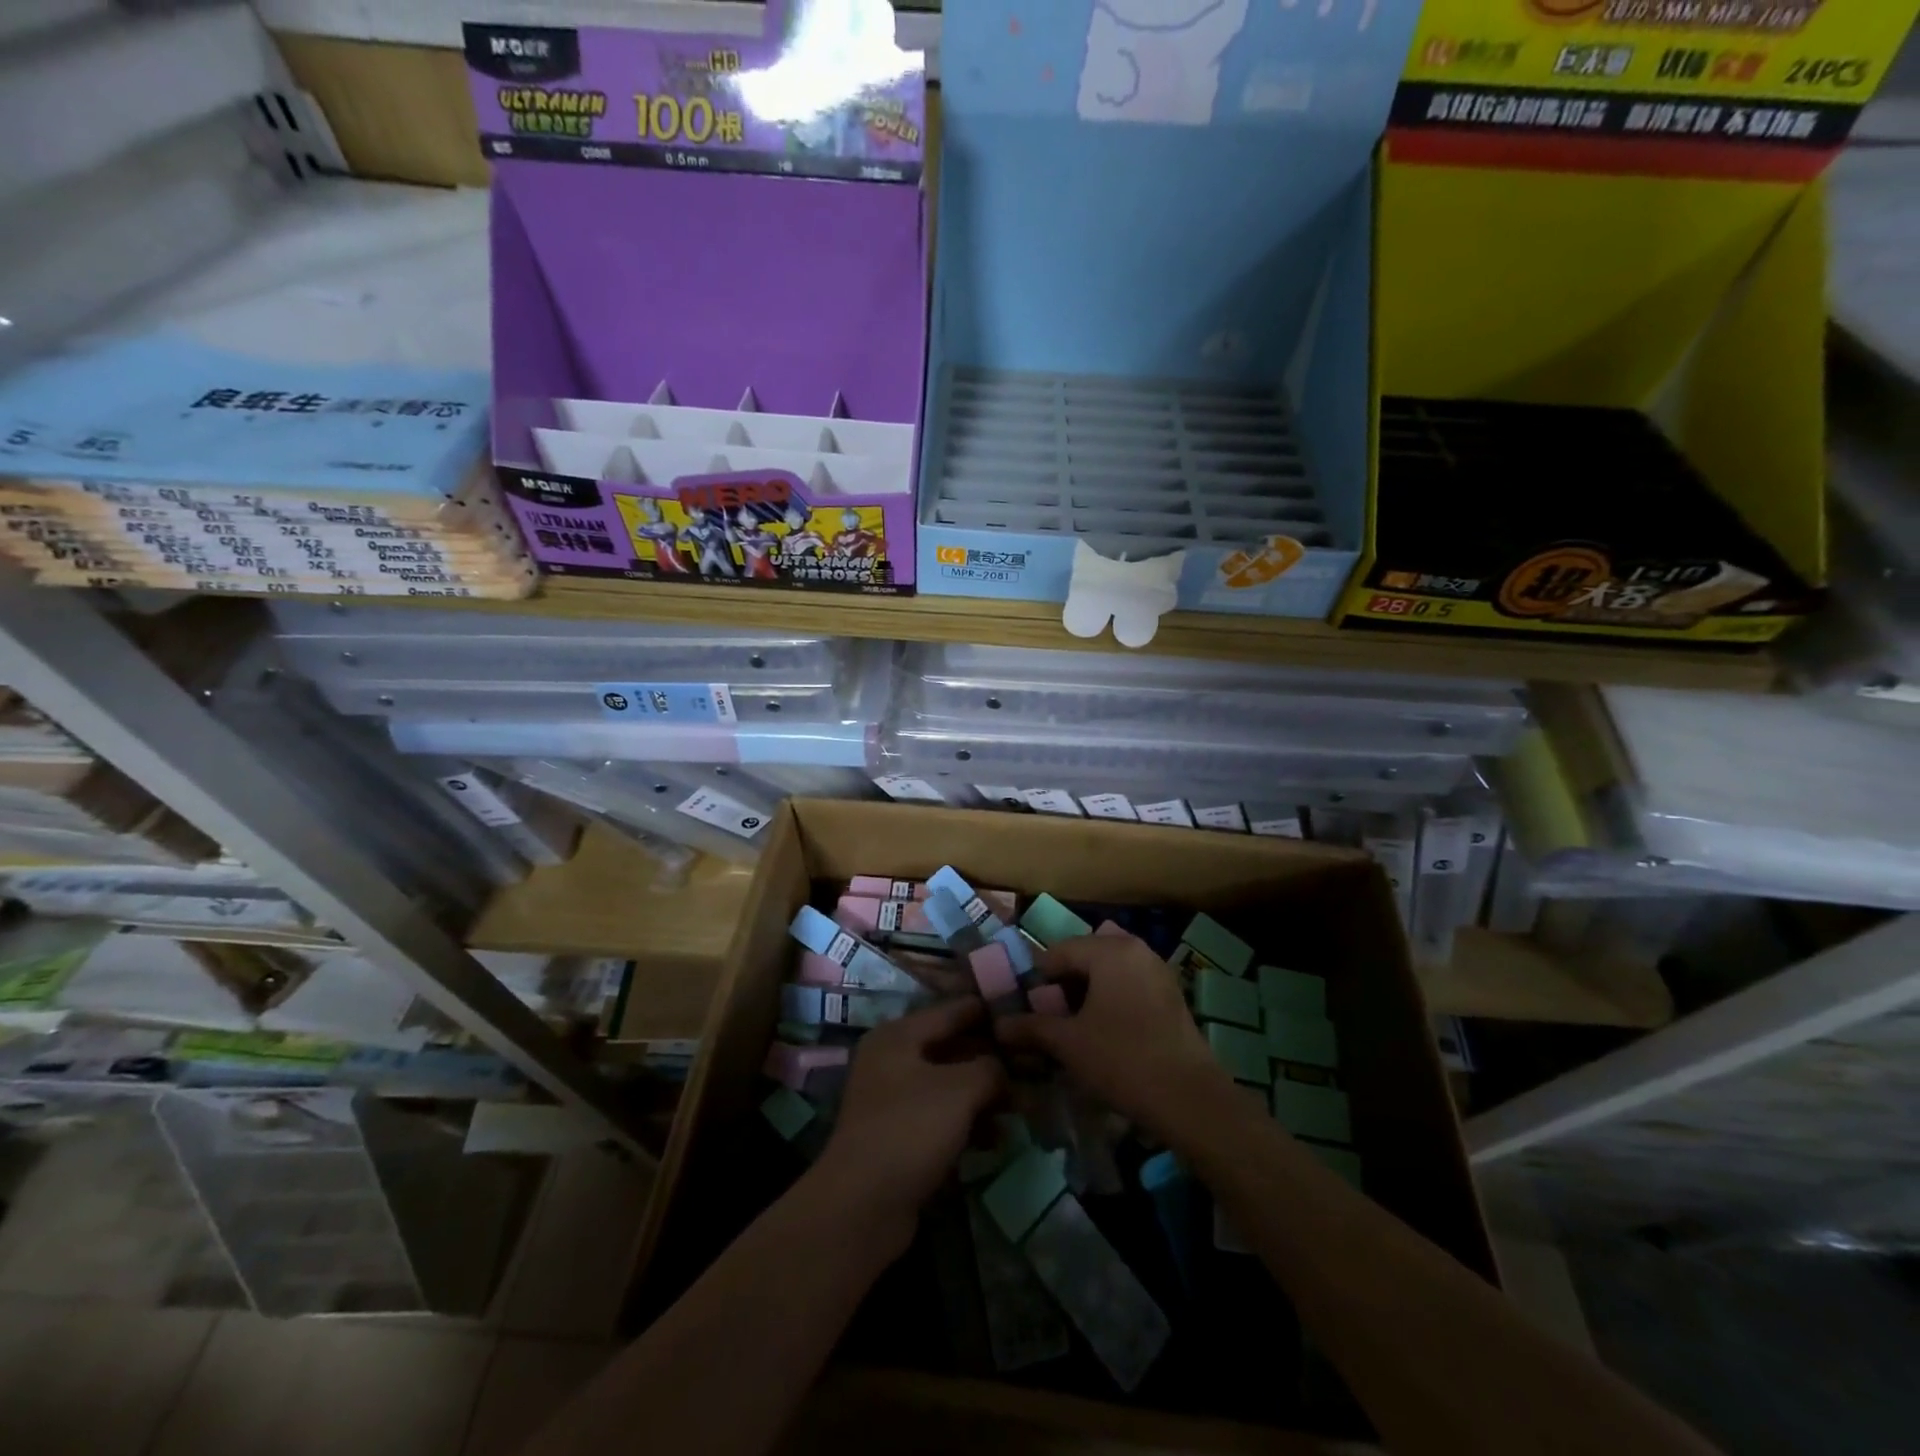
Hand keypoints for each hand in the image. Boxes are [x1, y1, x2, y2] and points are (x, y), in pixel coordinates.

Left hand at [815, 998, 1005, 1242]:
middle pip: (952, 1048)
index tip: (1024, 1013)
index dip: (988, 1011)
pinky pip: (943, 1118)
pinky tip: (999, 1139)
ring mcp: (894, 1101)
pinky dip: (970, 1124)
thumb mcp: (959, 1089)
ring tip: (1024, 1105)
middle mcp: (892, 1060)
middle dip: (992, 1058)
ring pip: (950, 1086)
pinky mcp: (901, 1138)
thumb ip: (990, 1068)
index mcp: (898, 1035)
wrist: (862, 1206)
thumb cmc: (910, 1129)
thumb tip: (1005, 1069)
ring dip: (985, 1095)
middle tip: (1033, 1064)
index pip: (952, 1010)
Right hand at [997, 927, 1230, 1141]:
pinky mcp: (1170, 994)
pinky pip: (1129, 984)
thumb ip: (1031, 1027)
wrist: (1189, 1098)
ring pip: (1108, 971)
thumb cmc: (1122, 1059)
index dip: (1037, 980)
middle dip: (1063, 985)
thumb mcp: (1068, 1043)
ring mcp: (1157, 970)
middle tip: (1049, 1018)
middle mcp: (1136, 949)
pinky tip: (1103, 1032)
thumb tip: (998, 1025)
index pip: (1058, 952)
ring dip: (1087, 992)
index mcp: (1109, 949)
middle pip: (1085, 957)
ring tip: (1074, 1027)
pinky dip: (1110, 999)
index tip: (1026, 1010)